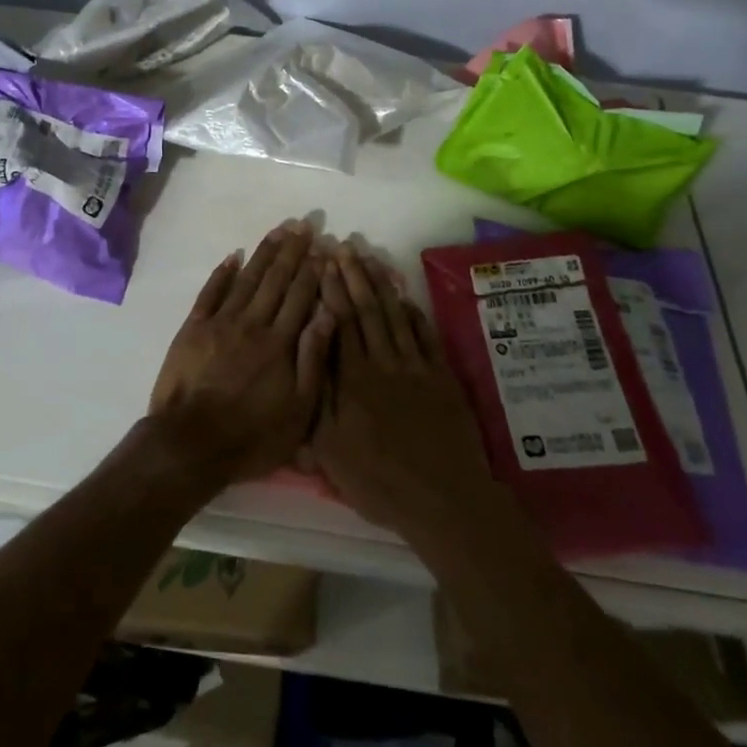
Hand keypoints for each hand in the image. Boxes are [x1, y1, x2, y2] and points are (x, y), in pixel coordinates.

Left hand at [148, 221, 336, 488]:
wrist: (190, 443)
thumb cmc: (252, 435)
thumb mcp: (297, 410)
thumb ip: (313, 359)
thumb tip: (328, 313)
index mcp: (280, 343)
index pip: (301, 296)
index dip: (313, 270)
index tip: (323, 247)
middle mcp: (252, 323)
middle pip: (276, 280)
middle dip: (292, 251)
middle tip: (303, 224)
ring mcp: (220, 322)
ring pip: (247, 278)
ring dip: (263, 253)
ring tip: (278, 230)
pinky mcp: (193, 328)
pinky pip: (210, 292)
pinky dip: (222, 272)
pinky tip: (234, 255)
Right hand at [310, 246, 498, 545]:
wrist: (443, 500)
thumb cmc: (379, 481)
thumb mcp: (330, 452)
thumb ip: (315, 400)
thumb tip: (303, 359)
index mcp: (353, 378)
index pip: (339, 322)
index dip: (331, 289)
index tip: (323, 261)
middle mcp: (383, 363)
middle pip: (366, 310)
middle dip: (353, 275)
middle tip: (344, 245)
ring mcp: (416, 368)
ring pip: (395, 316)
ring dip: (382, 285)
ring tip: (371, 257)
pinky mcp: (442, 378)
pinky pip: (426, 337)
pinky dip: (414, 314)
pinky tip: (405, 297)